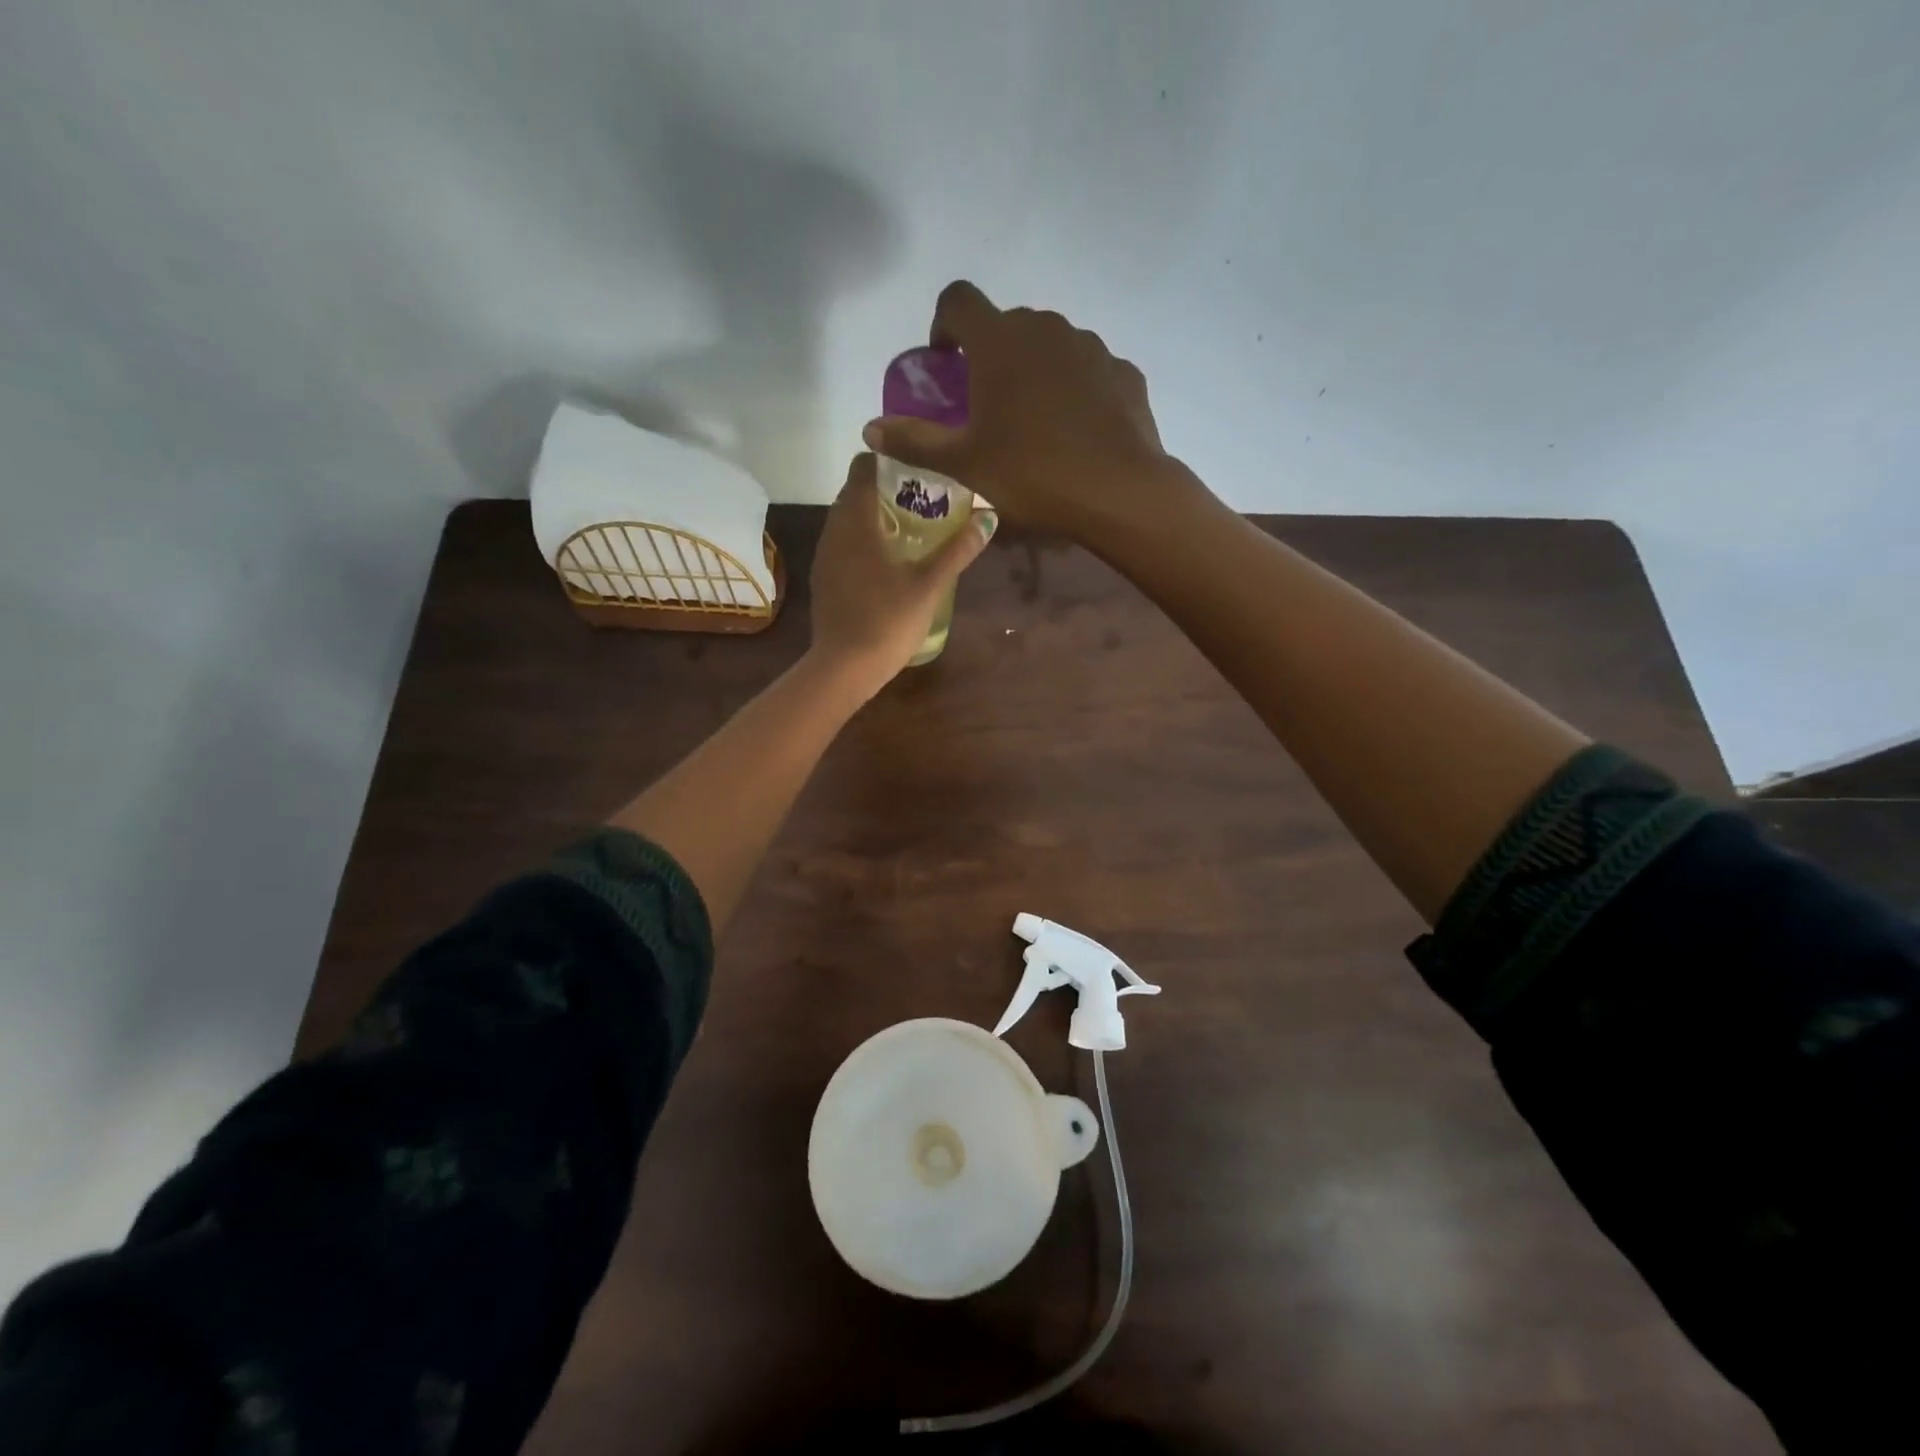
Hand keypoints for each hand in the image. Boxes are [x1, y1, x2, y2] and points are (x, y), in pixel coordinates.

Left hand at [806, 452, 996, 697]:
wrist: (845, 667)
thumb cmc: (888, 620)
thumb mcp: (930, 585)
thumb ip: (958, 550)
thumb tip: (988, 517)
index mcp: (856, 522)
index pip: (862, 468)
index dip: (887, 461)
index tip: (916, 467)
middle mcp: (833, 530)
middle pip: (854, 493)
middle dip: (884, 489)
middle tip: (922, 498)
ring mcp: (825, 556)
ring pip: (846, 521)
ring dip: (873, 517)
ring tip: (909, 528)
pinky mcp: (823, 579)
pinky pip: (843, 545)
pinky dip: (863, 541)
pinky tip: (887, 561)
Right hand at [861, 281, 1198, 542]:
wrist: (1119, 491)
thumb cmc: (1032, 475)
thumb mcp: (964, 465)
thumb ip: (914, 441)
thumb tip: (870, 429)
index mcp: (999, 341)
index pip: (958, 300)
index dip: (943, 324)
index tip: (945, 363)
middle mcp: (1045, 327)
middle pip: (1006, 325)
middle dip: (990, 356)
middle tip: (987, 407)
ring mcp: (1090, 346)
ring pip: (1050, 346)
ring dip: (1033, 371)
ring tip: (1034, 424)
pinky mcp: (1122, 371)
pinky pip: (1087, 371)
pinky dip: (1073, 390)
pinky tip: (1075, 432)